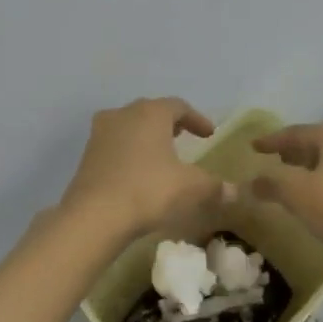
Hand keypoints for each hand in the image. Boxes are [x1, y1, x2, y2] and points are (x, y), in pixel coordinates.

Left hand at [60, 98, 230, 244]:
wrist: (94, 215)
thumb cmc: (148, 190)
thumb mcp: (190, 188)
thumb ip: (214, 186)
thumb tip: (235, 192)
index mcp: (150, 113)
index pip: (179, 106)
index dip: (197, 119)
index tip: (209, 134)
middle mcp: (123, 114)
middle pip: (151, 112)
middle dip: (170, 124)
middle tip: (184, 137)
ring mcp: (100, 133)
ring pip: (129, 127)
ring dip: (147, 137)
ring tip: (160, 154)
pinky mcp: (87, 155)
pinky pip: (115, 145)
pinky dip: (130, 152)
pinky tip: (138, 172)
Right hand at [250, 123, 322, 271]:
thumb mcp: (296, 194)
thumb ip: (271, 183)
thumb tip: (252, 182)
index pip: (297, 133)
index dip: (272, 140)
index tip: (254, 146)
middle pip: (319, 142)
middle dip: (295, 150)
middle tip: (276, 159)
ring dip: (314, 164)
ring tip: (297, 177)